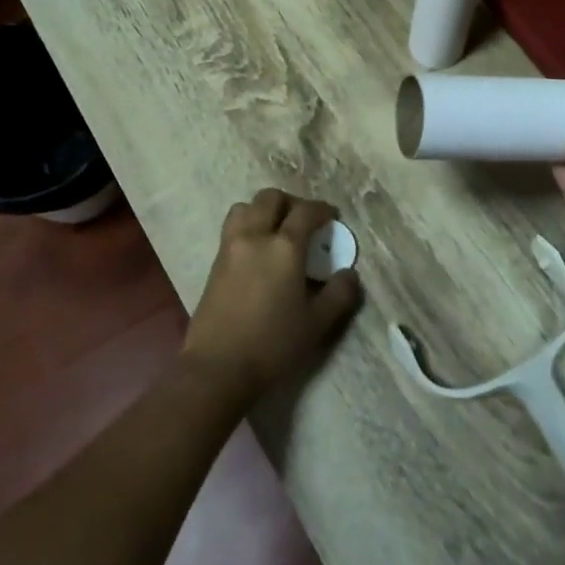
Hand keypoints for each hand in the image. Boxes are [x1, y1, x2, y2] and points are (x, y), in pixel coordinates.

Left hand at [181, 189, 361, 402]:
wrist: (218, 367)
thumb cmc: (273, 344)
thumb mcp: (317, 323)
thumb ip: (339, 294)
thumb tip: (349, 274)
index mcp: (284, 247)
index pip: (305, 212)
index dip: (322, 209)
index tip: (332, 217)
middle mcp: (255, 236)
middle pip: (270, 198)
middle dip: (291, 203)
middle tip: (304, 221)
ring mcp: (230, 247)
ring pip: (245, 207)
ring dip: (263, 210)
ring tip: (276, 231)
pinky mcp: (215, 263)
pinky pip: (232, 228)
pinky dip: (248, 226)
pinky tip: (258, 252)